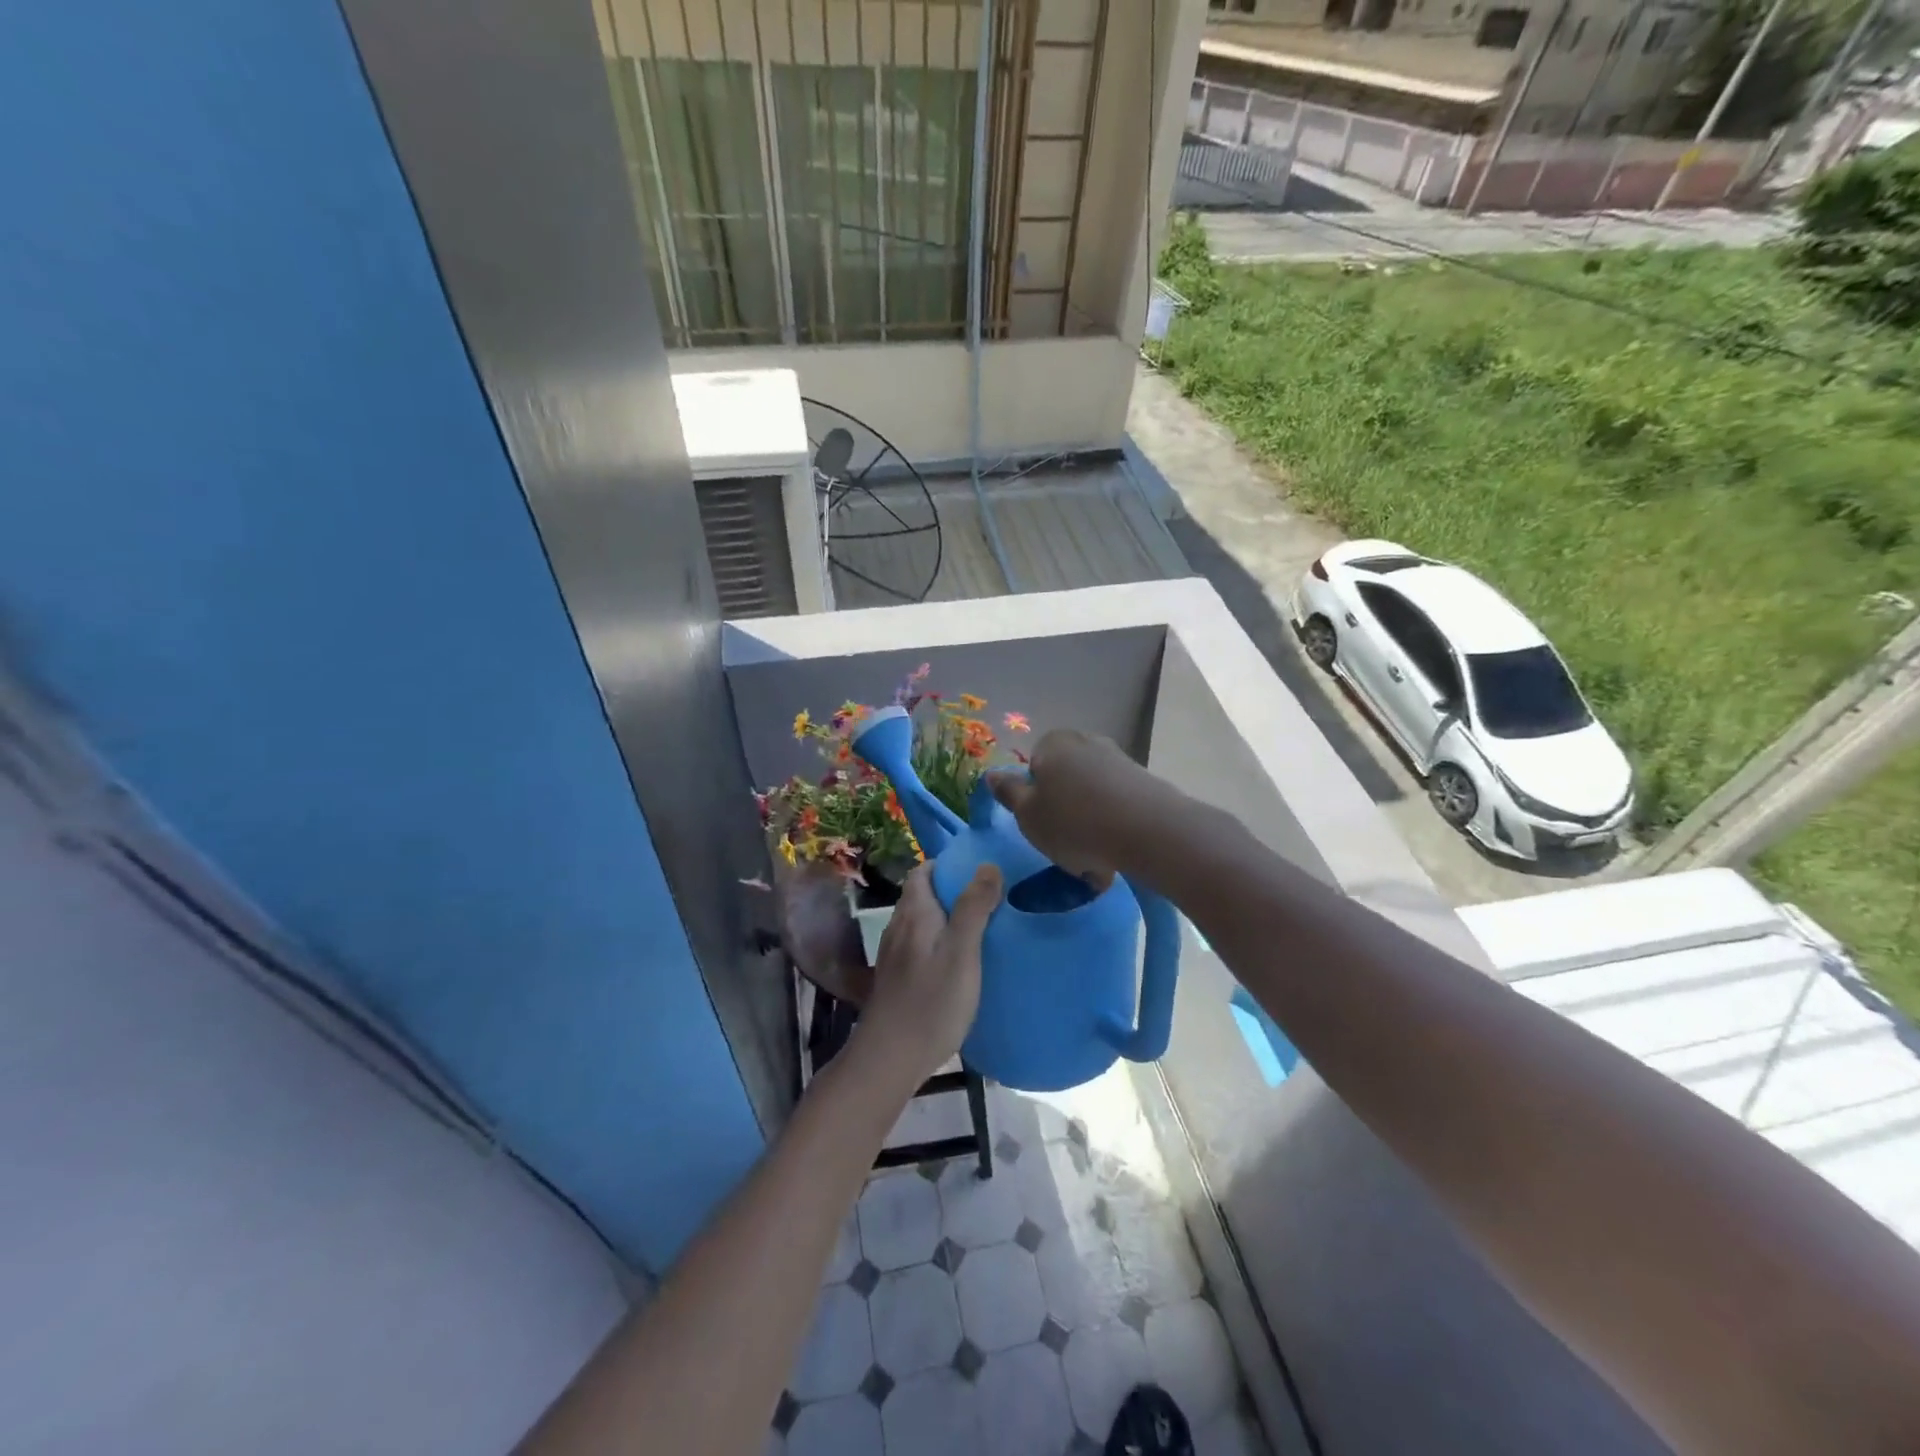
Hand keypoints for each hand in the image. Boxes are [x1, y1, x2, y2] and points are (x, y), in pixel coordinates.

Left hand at [857, 860, 1001, 1081]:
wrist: (890, 1058)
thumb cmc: (931, 1002)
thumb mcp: (961, 951)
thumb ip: (974, 907)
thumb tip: (987, 865)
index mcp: (914, 913)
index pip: (923, 871)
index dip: (948, 865)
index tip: (979, 870)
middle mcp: (899, 927)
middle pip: (922, 896)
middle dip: (952, 891)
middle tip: (990, 898)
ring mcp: (895, 955)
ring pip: (922, 923)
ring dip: (947, 918)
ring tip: (981, 927)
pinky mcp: (897, 979)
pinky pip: (920, 947)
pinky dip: (940, 943)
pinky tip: (960, 962)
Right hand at [988, 730, 1172, 883]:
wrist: (1148, 830)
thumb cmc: (1073, 822)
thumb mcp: (1027, 814)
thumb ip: (1008, 792)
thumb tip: (991, 773)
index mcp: (1053, 744)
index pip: (1033, 768)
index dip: (1034, 800)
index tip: (1041, 827)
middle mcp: (1086, 742)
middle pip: (1064, 782)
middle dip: (1064, 813)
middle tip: (1065, 847)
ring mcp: (1119, 760)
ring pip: (1091, 798)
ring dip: (1090, 826)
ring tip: (1094, 861)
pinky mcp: (1144, 782)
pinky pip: (1117, 807)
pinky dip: (1113, 828)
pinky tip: (1116, 856)